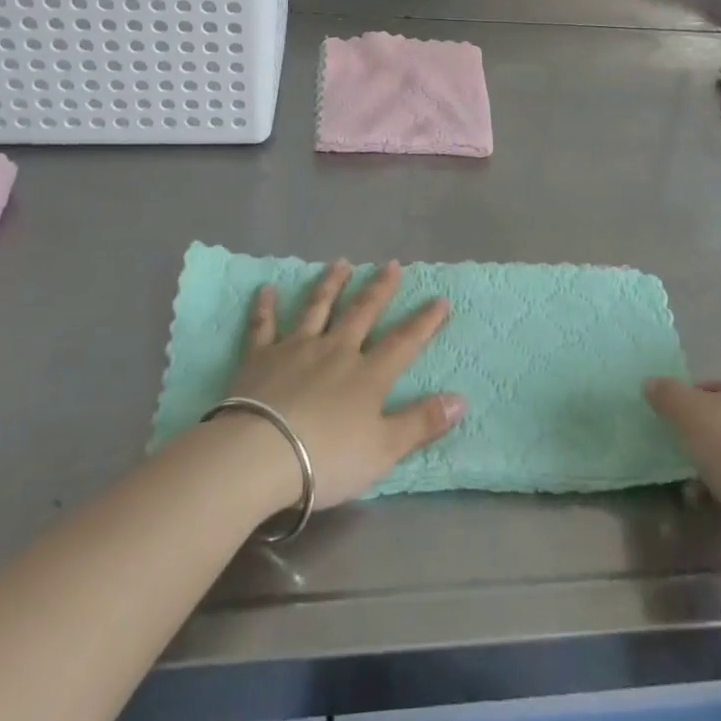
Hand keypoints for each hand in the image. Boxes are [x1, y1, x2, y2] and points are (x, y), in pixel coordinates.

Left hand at [220, 260, 464, 507]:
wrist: (259, 455)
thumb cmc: (326, 457)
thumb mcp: (383, 449)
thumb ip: (421, 422)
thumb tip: (461, 399)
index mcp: (367, 374)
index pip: (404, 342)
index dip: (424, 321)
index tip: (440, 299)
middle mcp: (335, 350)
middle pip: (362, 313)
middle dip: (379, 288)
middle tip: (391, 264)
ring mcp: (296, 349)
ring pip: (317, 308)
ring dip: (331, 284)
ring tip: (341, 262)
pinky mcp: (259, 358)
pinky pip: (263, 326)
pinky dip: (265, 306)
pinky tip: (266, 289)